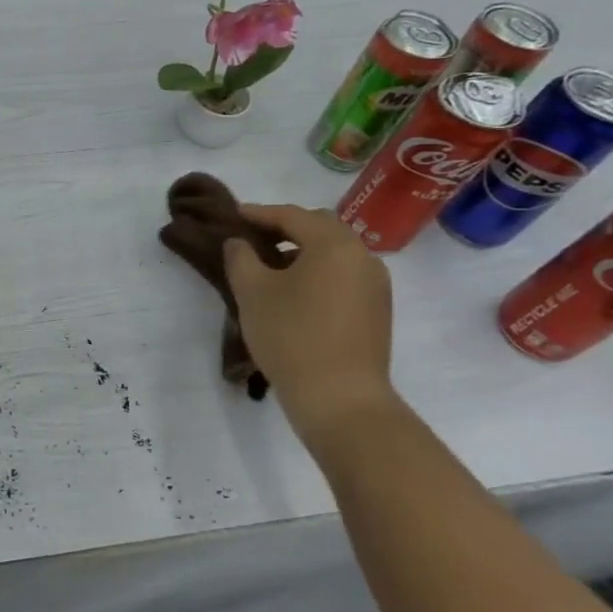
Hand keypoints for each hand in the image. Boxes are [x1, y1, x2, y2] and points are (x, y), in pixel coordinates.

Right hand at [222, 204, 395, 439]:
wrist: (341, 398)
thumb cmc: (291, 336)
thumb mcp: (252, 292)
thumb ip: (241, 258)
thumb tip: (240, 243)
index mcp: (334, 244)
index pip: (292, 215)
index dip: (259, 213)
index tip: (234, 214)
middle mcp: (362, 256)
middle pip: (321, 227)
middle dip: (286, 227)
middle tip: (255, 236)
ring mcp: (376, 284)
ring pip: (336, 252)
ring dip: (304, 250)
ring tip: (273, 265)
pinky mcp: (378, 310)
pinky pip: (345, 274)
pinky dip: (320, 271)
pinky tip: (297, 292)